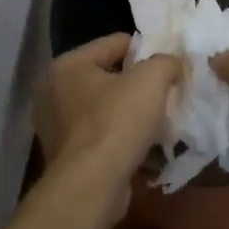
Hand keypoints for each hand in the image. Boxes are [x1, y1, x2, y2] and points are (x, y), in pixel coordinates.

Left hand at [36, 35, 180, 218]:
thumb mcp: (151, 80)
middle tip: (168, 94)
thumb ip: (166, 62)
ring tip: (161, 121)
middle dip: (140, 85)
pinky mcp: (66, 154)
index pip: (116, 43)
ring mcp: (56, 125)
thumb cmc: (116, 123)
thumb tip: (174, 63)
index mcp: (67, 64)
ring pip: (106, 108)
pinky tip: (146, 146)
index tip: (171, 66)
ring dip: (132, 113)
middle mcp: (54, 91)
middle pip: (110, 76)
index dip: (147, 51)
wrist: (92, 186)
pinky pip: (102, 135)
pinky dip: (122, 138)